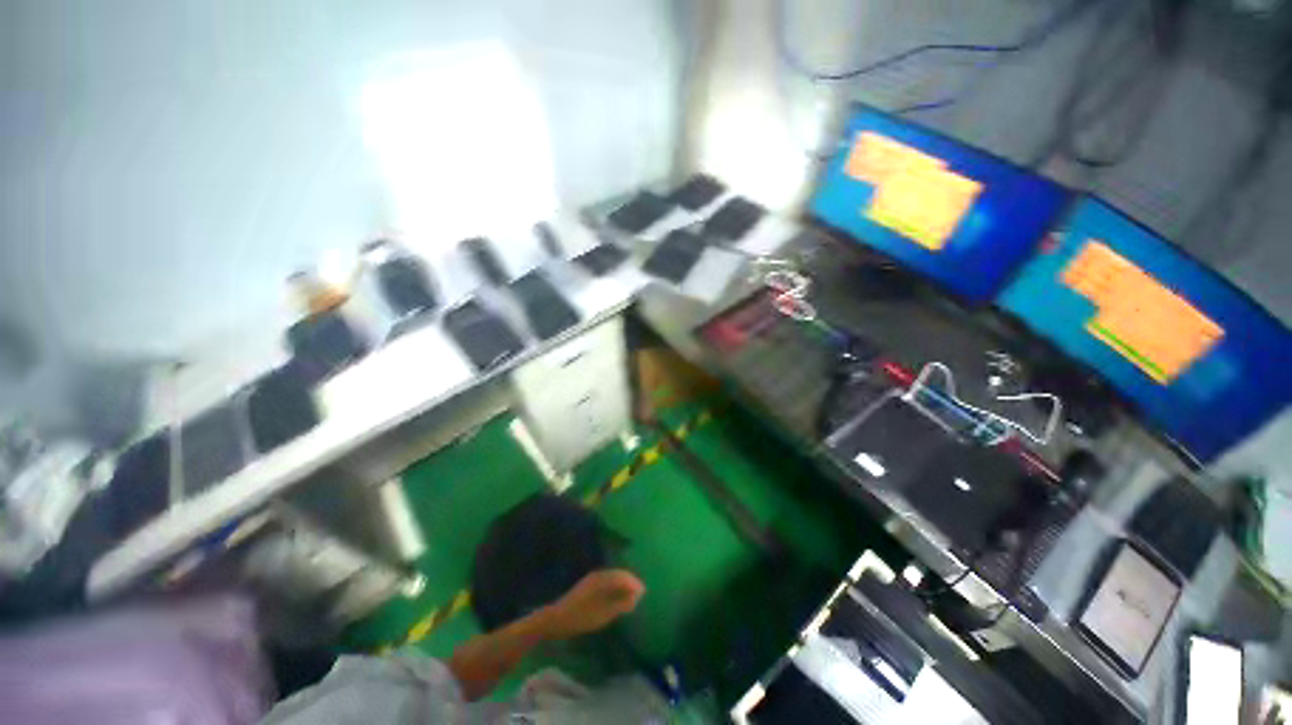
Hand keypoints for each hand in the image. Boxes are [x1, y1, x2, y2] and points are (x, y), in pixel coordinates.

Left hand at [539, 569, 644, 639]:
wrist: (555, 620)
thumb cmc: (580, 618)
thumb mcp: (603, 614)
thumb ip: (621, 604)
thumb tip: (636, 595)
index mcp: (602, 578)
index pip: (623, 576)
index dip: (634, 583)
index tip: (643, 592)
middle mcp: (598, 575)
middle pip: (618, 574)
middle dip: (630, 582)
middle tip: (639, 594)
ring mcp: (592, 579)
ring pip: (613, 577)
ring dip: (623, 584)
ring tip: (630, 596)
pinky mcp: (588, 586)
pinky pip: (607, 581)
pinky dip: (615, 587)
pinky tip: (616, 597)